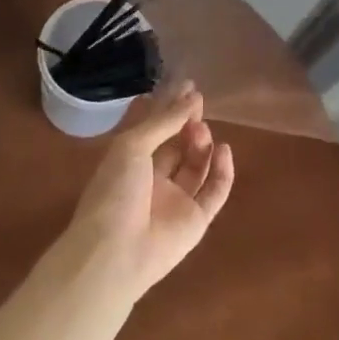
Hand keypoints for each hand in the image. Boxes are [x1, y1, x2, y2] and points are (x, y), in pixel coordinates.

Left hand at [64, 82, 234, 300]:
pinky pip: (214, 192)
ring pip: (196, 166)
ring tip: (202, 130)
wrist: (115, 253)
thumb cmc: (114, 191)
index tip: (188, 86)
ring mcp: (176, 201)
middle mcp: (153, 179)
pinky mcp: (196, 221)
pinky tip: (223, 149)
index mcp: (130, 161)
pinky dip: (222, 171)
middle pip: (177, 146)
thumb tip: (191, 96)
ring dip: (202, 144)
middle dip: (188, 124)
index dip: (170, 108)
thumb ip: (163, 122)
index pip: (154, 129)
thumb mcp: (132, 146)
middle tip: (199, 104)